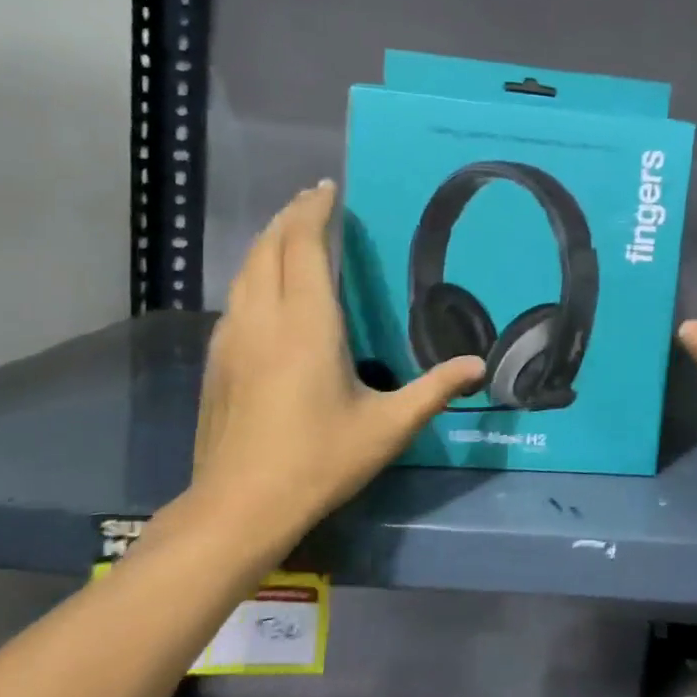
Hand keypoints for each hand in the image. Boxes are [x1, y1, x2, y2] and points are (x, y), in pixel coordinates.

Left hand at [182, 182, 484, 558]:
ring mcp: (232, 340)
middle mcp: (263, 319)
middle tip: (312, 200)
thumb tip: (479, 366)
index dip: (313, 212)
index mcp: (306, 325)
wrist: (238, 508)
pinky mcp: (217, 362)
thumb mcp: (388, 426)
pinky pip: (236, 298)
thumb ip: (435, 390)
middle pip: (268, 249)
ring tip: (291, 232)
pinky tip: (267, 289)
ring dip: (268, 243)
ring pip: (245, 272)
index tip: (327, 187)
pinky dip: (254, 274)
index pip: (303, 247)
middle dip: (289, 218)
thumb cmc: (319, 460)